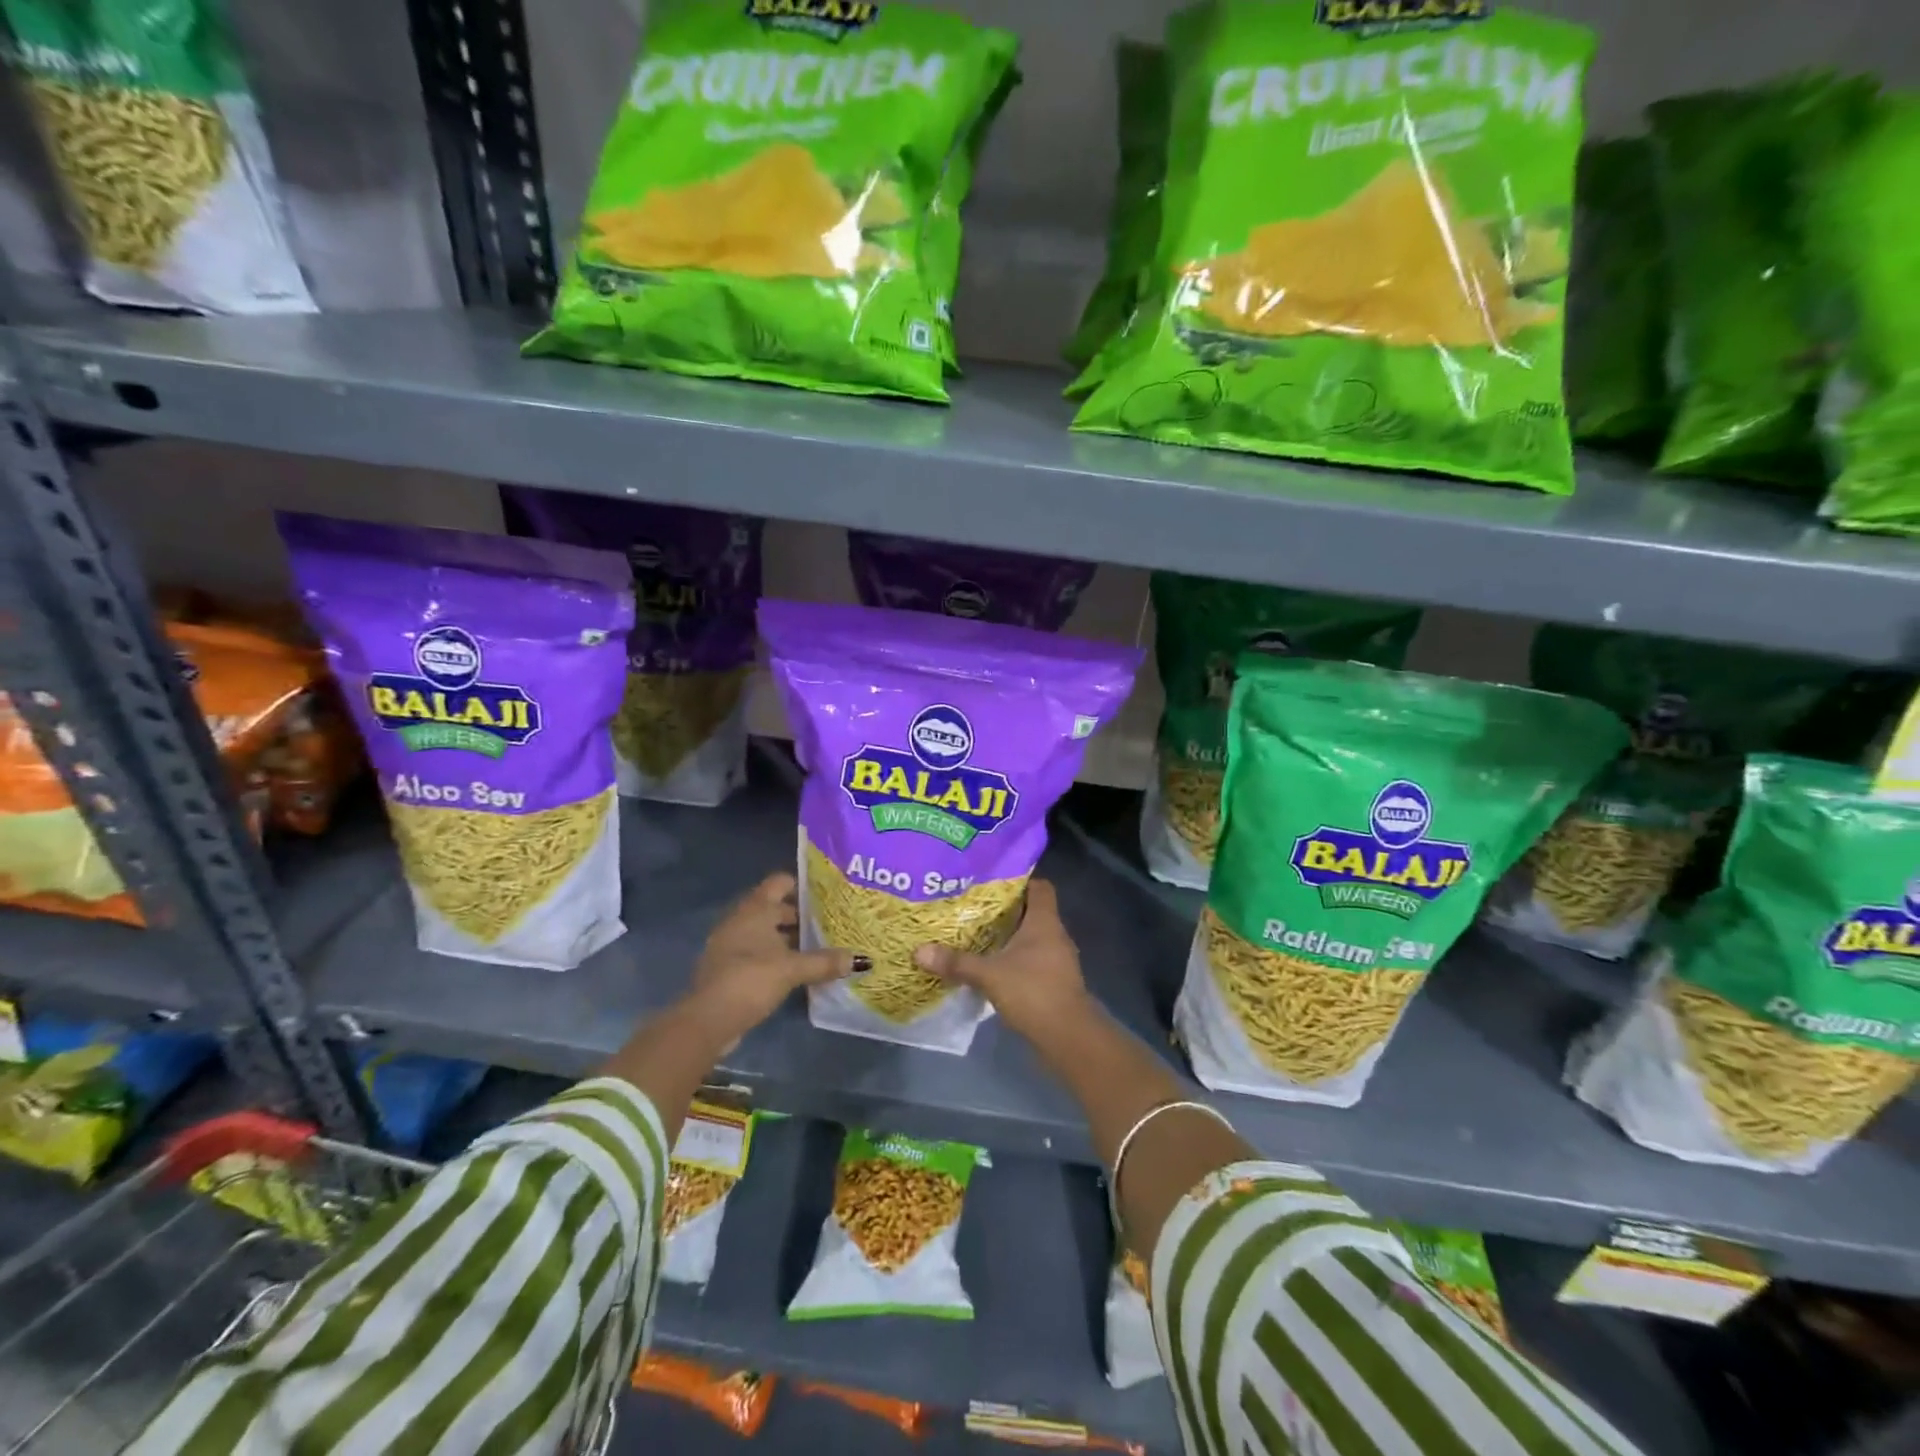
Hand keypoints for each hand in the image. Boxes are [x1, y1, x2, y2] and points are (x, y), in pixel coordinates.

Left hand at [685, 873, 859, 1046]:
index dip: (802, 884)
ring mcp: (731, 944)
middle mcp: (741, 920)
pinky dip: (776, 956)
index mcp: (755, 910)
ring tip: (819, 947)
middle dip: (800, 915)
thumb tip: (860, 959)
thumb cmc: (750, 979)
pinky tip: (795, 970)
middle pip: (775, 908)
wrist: (708, 1020)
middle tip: (830, 923)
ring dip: (788, 938)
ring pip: (766, 932)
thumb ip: (824, 962)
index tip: (826, 893)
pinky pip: (758, 952)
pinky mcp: (729, 967)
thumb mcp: (792, 969)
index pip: (780, 883)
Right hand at [913, 880, 1089, 1041]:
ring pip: (1032, 938)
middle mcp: (1055, 934)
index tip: (992, 883)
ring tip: (978, 936)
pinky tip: (993, 967)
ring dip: (1010, 937)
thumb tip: (919, 951)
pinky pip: (1033, 960)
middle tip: (974, 908)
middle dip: (1006, 910)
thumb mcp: (989, 975)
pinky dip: (1015, 960)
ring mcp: (1058, 959)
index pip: (1039, 886)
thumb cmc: (1033, 992)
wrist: (1069, 1037)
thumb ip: (956, 962)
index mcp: (1045, 921)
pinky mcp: (1055, 981)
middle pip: (1033, 911)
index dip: (1019, 881)